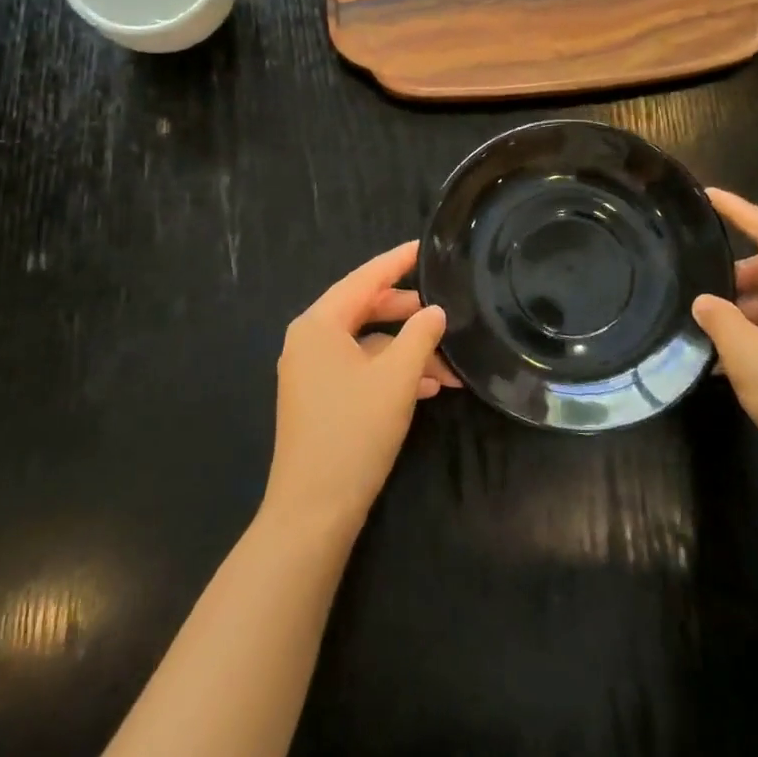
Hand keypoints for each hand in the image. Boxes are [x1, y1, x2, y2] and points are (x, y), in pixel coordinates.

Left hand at [262, 241, 454, 533]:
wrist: (313, 510)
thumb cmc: (354, 432)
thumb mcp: (397, 378)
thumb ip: (420, 335)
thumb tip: (435, 311)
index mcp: (319, 324)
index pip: (364, 278)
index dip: (397, 261)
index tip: (425, 246)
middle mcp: (309, 340)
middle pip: (364, 310)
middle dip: (408, 314)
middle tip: (445, 311)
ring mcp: (310, 372)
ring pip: (366, 345)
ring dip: (406, 352)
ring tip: (449, 365)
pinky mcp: (318, 399)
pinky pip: (359, 370)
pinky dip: (391, 373)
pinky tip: (427, 388)